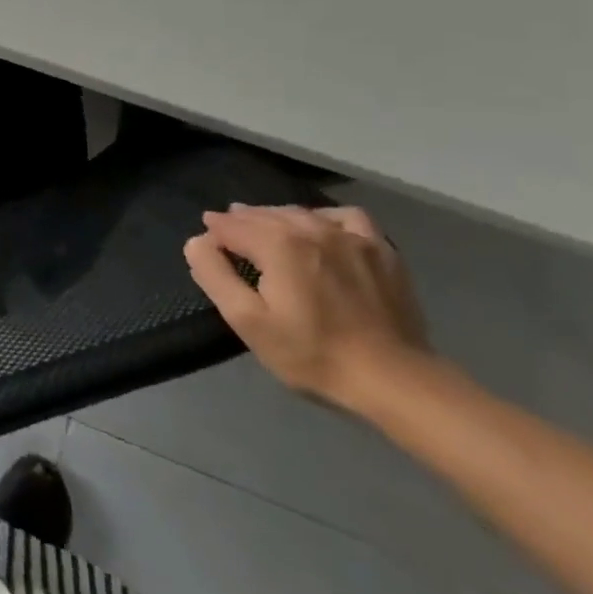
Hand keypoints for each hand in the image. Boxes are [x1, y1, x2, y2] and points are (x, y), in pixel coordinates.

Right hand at [184, 205, 430, 410]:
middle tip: (227, 234)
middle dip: (240, 221)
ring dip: (274, 217)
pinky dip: (323, 217)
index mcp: (277, 244)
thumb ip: (215, 276)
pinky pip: (345, 217)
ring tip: (265, 230)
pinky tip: (319, 229)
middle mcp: (311, 229)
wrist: (395, 380)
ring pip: (300, 213)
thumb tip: (197, 241)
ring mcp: (350, 237)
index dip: (213, 232)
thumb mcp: (248, 322)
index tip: (206, 245)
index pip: (231, 225)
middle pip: (263, 215)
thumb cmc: (313, 354)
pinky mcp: (381, 250)